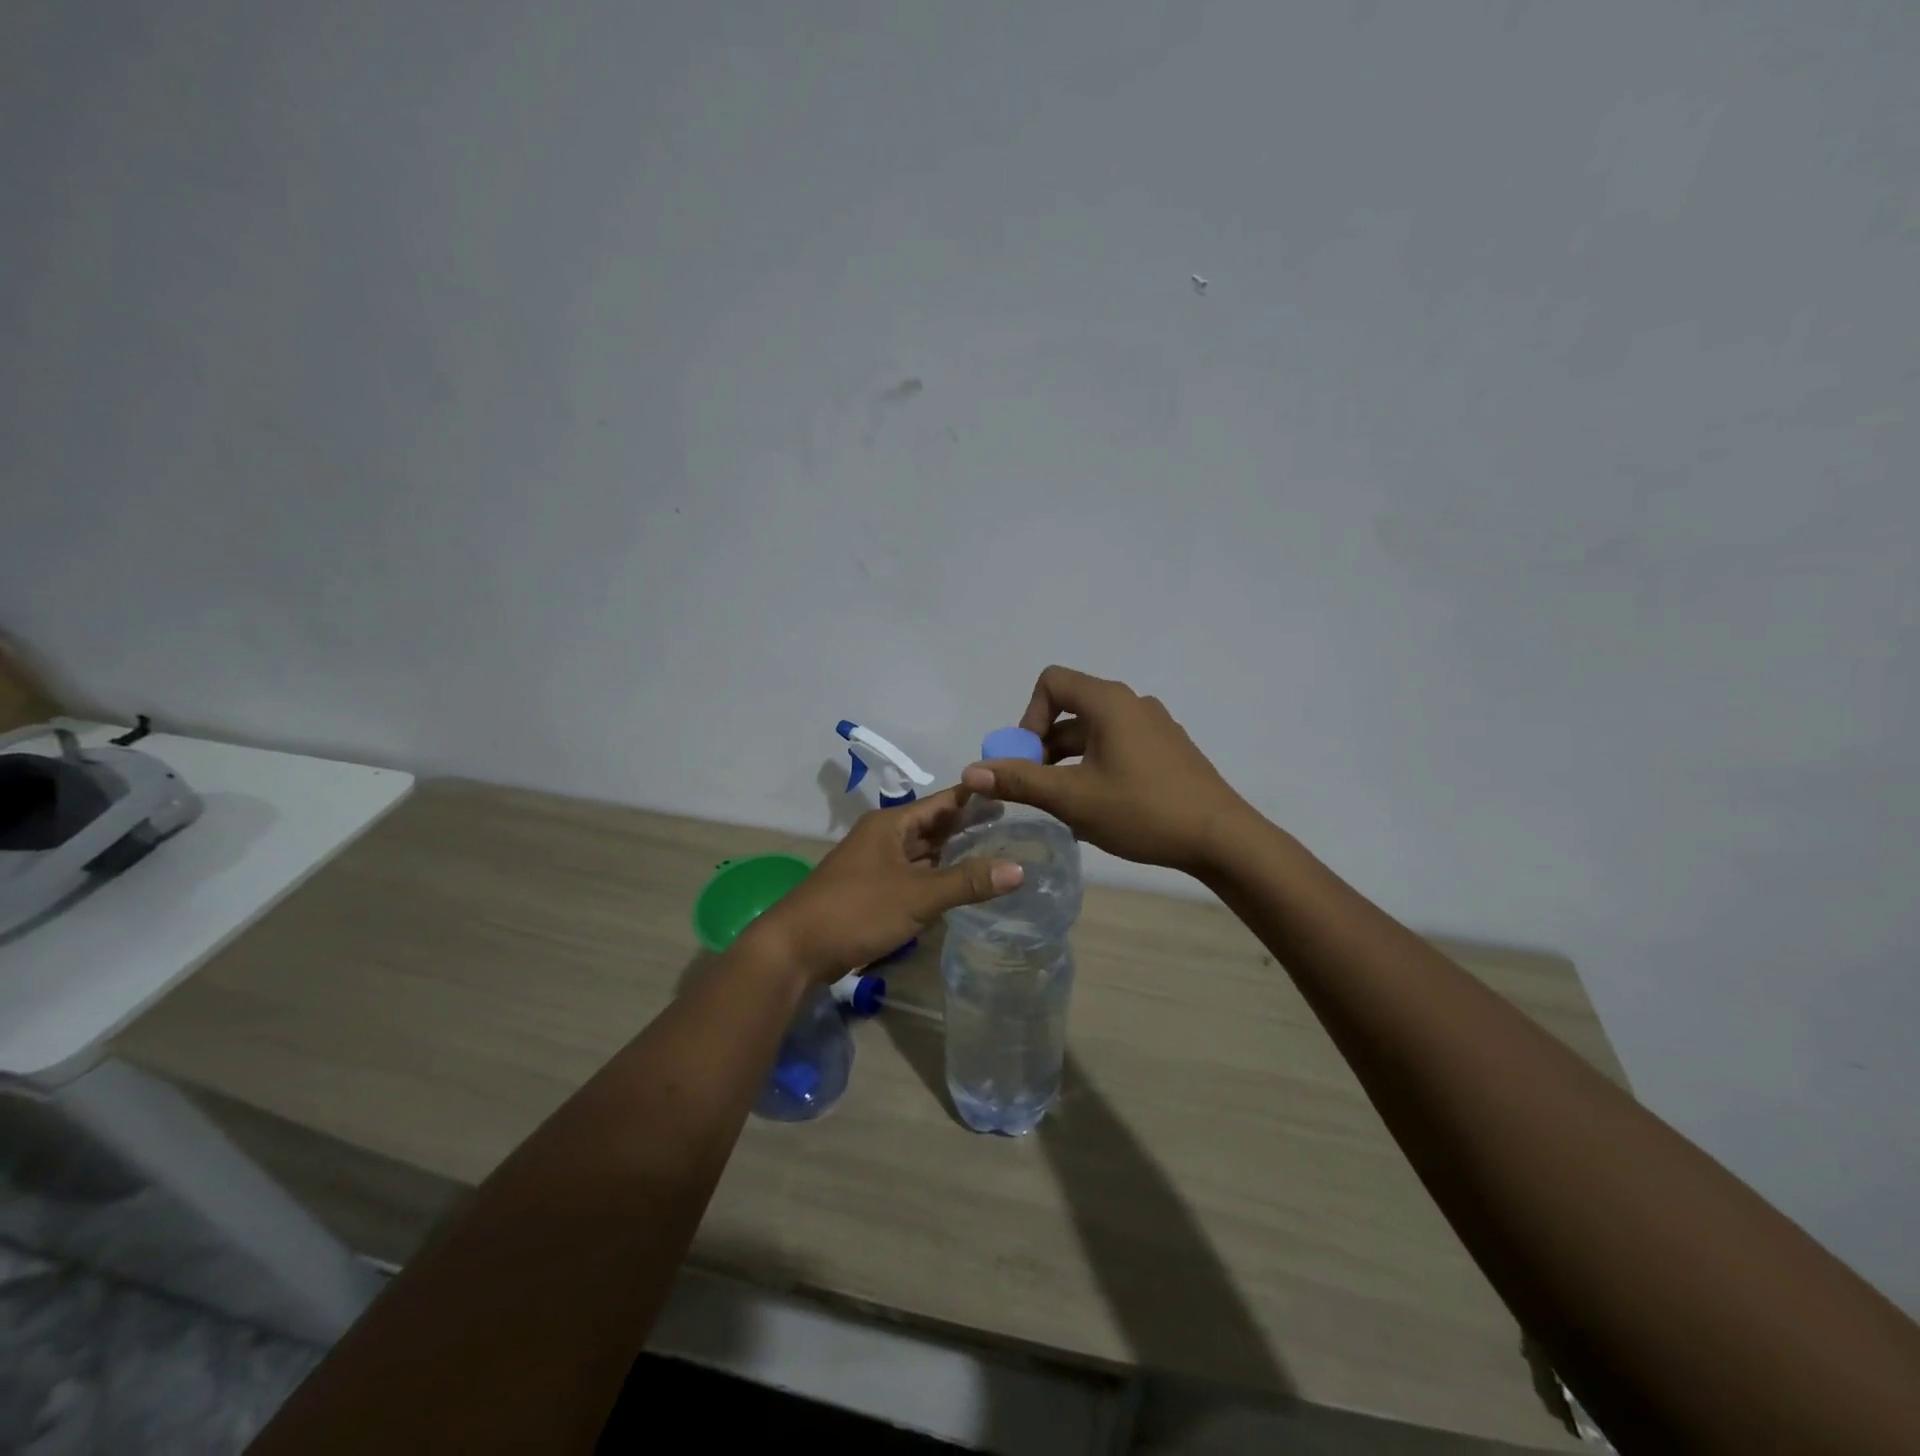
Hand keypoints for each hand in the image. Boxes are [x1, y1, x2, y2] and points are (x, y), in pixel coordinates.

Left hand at [747, 787, 1022, 981]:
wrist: (796, 949)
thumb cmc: (856, 910)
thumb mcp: (917, 895)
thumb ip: (967, 882)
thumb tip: (1020, 869)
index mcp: (891, 825)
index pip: (943, 801)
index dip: (976, 797)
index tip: (1013, 794)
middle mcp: (884, 838)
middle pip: (934, 826)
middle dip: (969, 827)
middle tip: (1015, 827)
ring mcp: (876, 865)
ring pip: (923, 853)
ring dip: (953, 854)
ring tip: (997, 853)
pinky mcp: (872, 892)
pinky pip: (913, 877)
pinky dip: (936, 878)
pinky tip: (960, 886)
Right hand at [961, 665, 1249, 874]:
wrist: (1221, 838)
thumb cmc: (1142, 811)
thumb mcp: (1073, 799)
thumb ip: (1020, 781)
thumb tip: (971, 772)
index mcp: (1109, 702)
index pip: (1052, 682)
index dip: (1028, 717)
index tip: (1029, 759)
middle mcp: (1132, 703)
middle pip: (1071, 707)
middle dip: (1044, 745)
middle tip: (1038, 787)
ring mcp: (1154, 725)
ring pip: (1094, 731)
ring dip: (1068, 759)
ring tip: (1065, 802)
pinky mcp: (1168, 748)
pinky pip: (1118, 744)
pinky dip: (1096, 764)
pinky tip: (1100, 805)